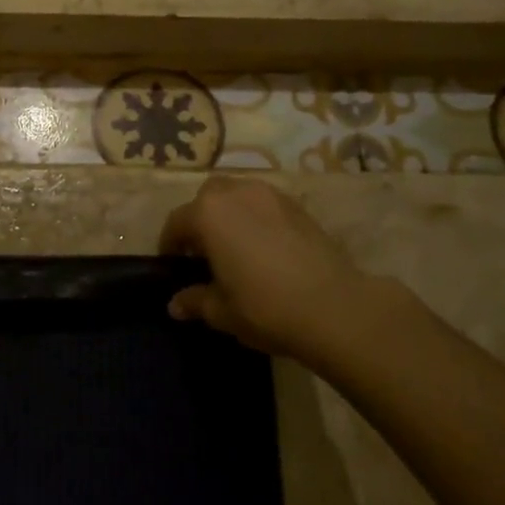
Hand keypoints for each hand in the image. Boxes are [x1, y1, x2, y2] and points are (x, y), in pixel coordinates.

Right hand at [159, 176, 385, 364]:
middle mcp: (236, 193)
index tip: (173, 264)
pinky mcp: (298, 206)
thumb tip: (175, 305)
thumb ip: (195, 300)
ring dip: (229, 213)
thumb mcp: (221, 311)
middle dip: (200, 218)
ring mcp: (270, 195)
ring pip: (238, 193)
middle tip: (203, 251)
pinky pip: (265, 203)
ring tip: (235, 245)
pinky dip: (256, 217)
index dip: (170, 243)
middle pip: (207, 197)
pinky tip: (264, 246)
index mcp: (208, 214)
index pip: (177, 222)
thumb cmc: (265, 307)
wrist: (335, 308)